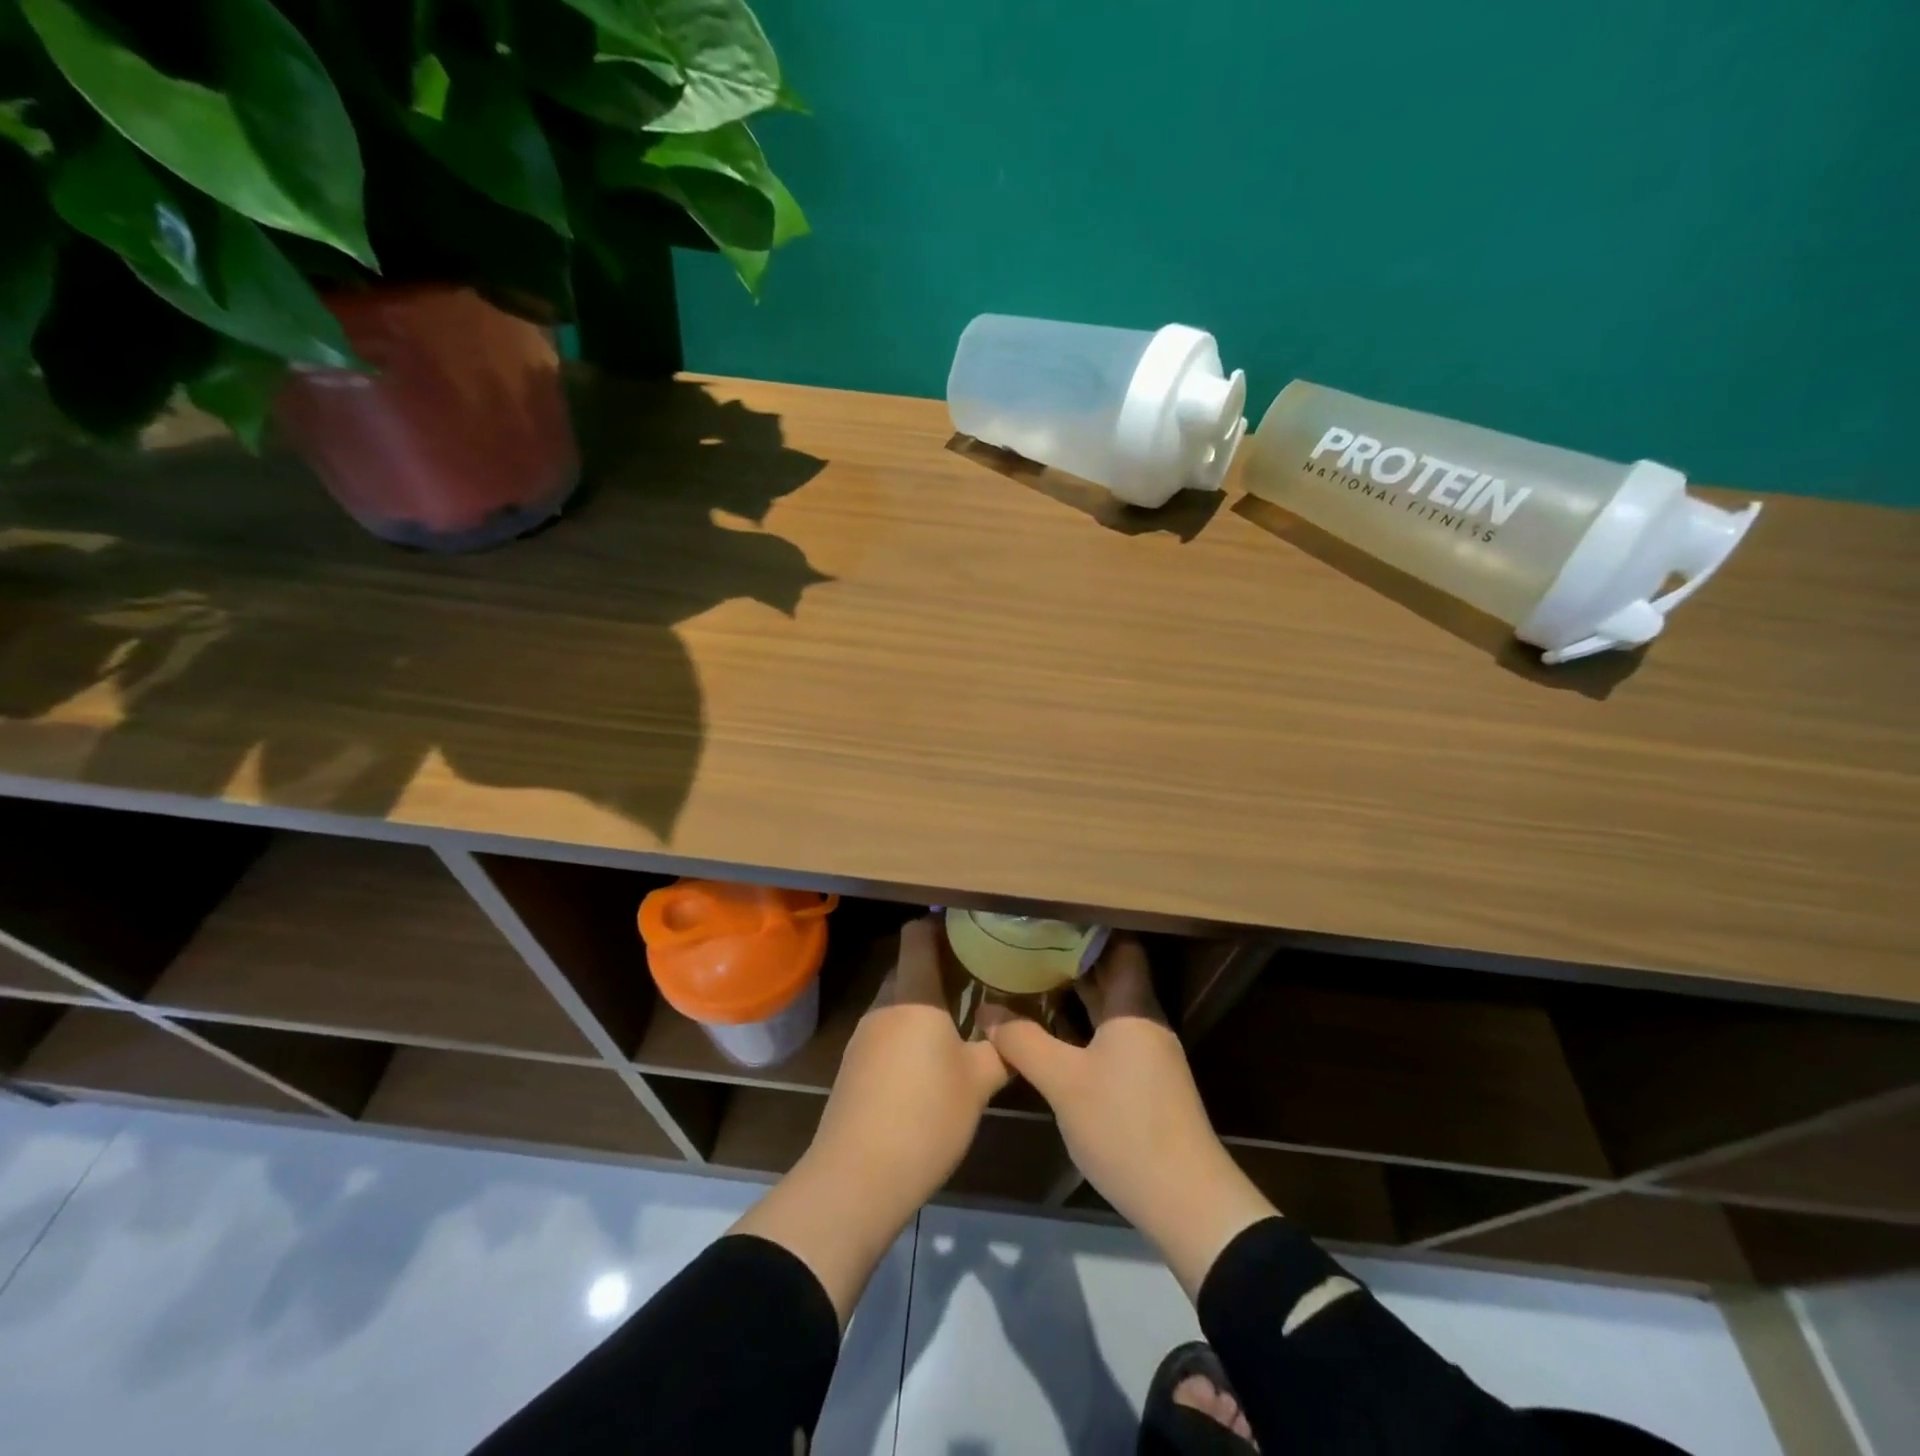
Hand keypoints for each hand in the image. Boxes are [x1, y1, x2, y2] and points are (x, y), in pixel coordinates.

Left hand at [808, 914, 1009, 1205]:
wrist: (857, 1177)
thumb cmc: (926, 1116)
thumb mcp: (978, 1083)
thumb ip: (1001, 1049)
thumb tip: (1016, 1030)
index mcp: (914, 996)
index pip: (918, 937)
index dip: (938, 924)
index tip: (968, 928)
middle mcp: (884, 1006)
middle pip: (908, 967)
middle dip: (938, 966)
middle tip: (977, 974)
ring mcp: (864, 1036)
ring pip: (897, 1001)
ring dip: (923, 1001)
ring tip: (960, 1016)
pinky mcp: (854, 1066)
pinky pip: (886, 1030)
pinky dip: (908, 1029)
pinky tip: (930, 1058)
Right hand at [985, 936, 1275, 1297]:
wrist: (1185, 1200)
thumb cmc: (1125, 1126)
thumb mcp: (1064, 1082)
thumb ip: (1023, 1041)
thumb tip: (986, 1009)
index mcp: (1133, 1007)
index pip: (1119, 946)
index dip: (1087, 928)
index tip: (1048, 917)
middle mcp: (1143, 1020)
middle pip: (1111, 974)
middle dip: (1072, 958)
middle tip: (1027, 942)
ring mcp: (1147, 1052)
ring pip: (1108, 1007)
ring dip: (1075, 993)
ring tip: (1030, 976)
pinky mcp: (1143, 1081)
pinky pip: (1108, 1034)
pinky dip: (1081, 1024)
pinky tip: (1050, 1029)